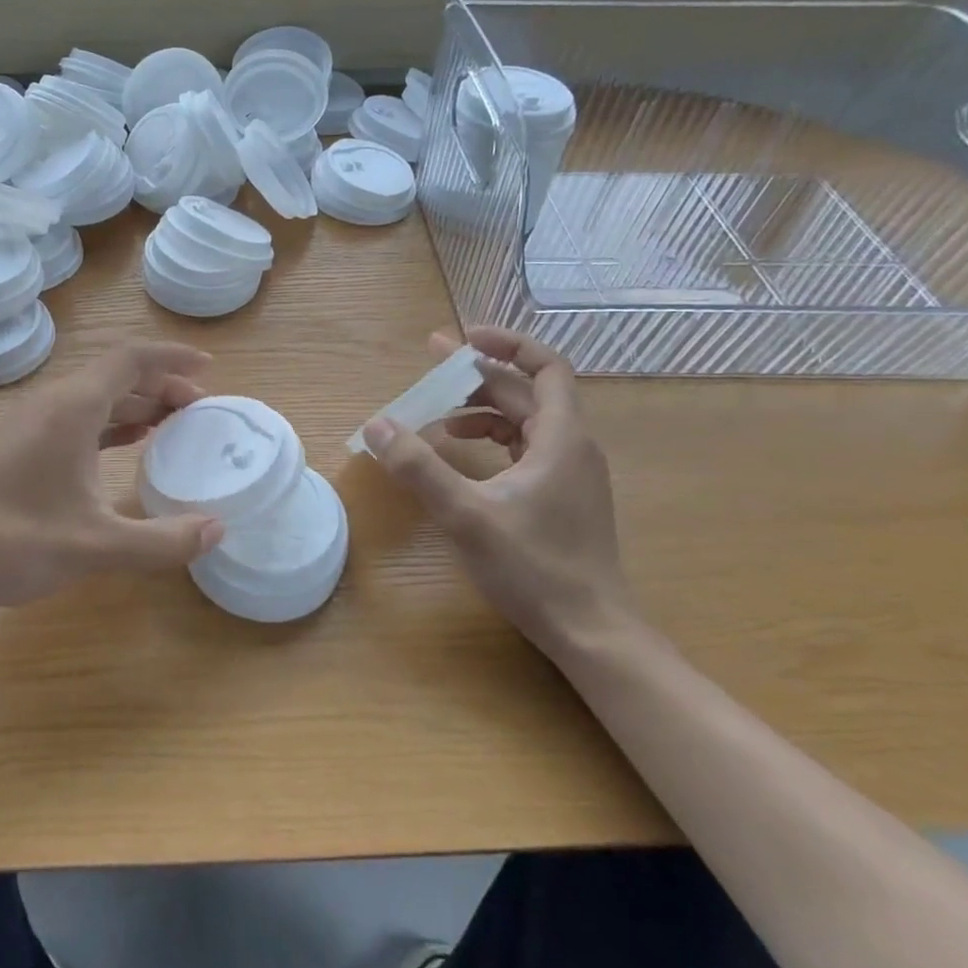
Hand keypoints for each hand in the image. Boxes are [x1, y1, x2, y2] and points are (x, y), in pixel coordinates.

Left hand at [0, 343, 225, 627]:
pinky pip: (71, 419)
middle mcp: (49, 403)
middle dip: (159, 386)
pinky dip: (105, 425)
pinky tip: (120, 447)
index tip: (208, 369)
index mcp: (72, 407)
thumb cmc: (13, 542)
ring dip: (132, 406)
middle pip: (114, 376)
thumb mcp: (96, 545)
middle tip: (197, 410)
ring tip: (169, 425)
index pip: (131, 359)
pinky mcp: (12, 446)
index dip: (172, 359)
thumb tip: (218, 531)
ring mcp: (26, 424)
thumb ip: (162, 540)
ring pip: (90, 398)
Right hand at [363, 326, 629, 655]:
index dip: (506, 344)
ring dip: (482, 410)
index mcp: (560, 437)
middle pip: (526, 392)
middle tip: (431, 369)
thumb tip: (376, 424)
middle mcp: (572, 446)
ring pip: (526, 422)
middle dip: (478, 376)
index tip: (463, 338)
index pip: (545, 366)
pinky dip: (493, 440)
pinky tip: (463, 458)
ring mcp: (571, 473)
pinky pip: (527, 449)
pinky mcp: (563, 497)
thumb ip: (419, 467)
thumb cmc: (533, 567)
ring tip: (438, 420)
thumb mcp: (465, 514)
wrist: (591, 630)